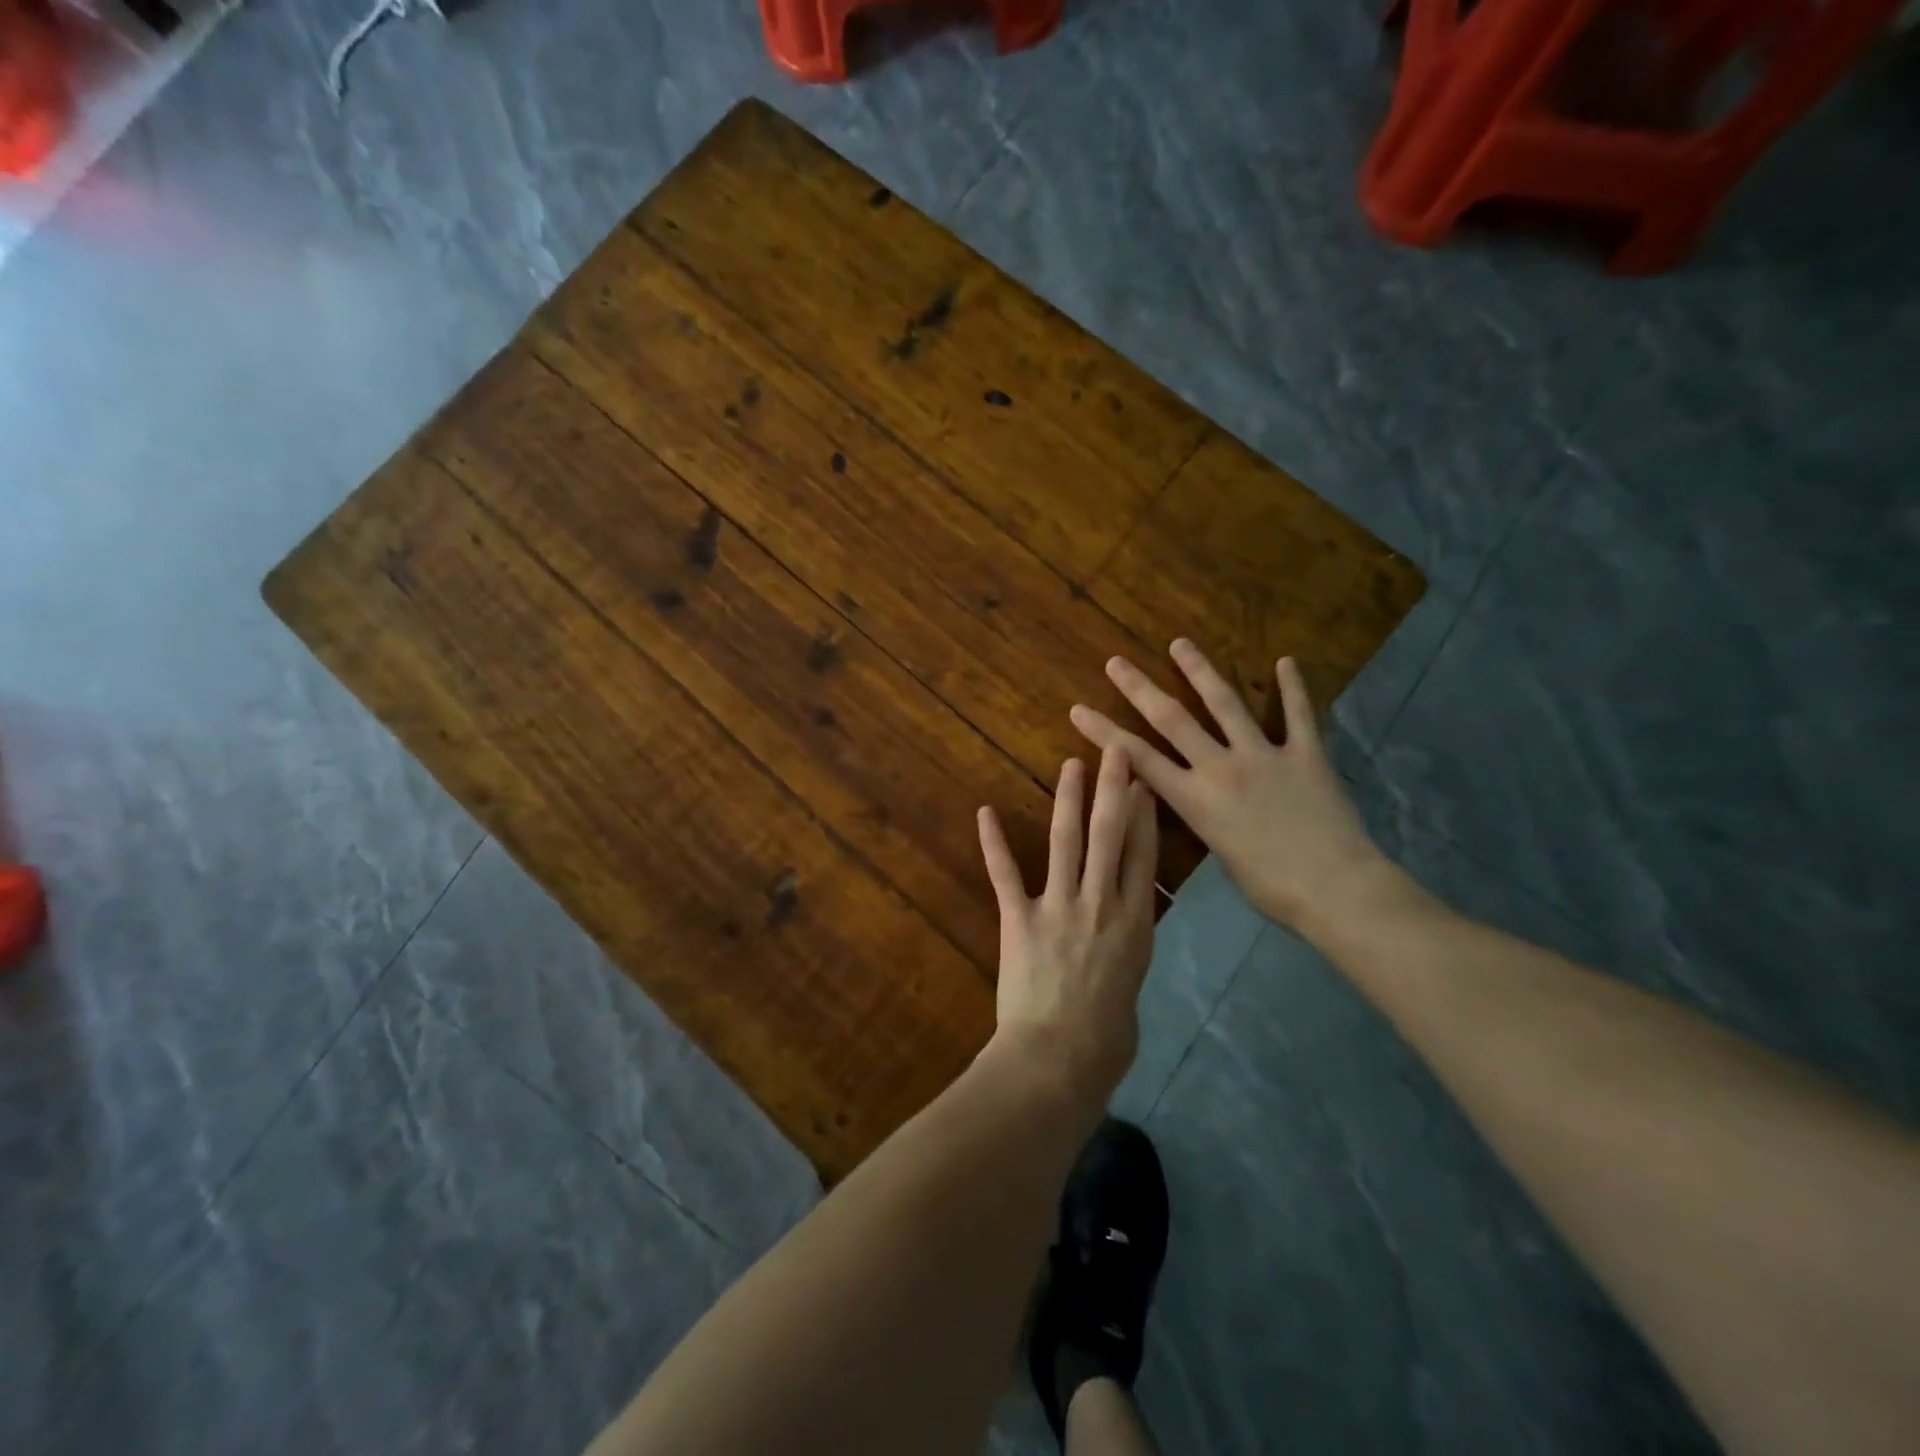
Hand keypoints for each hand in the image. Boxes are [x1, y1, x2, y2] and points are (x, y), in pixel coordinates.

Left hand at [976, 746, 1158, 1098]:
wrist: (1057, 1062)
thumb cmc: (1104, 1044)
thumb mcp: (1131, 991)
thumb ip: (1125, 956)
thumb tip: (1116, 944)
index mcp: (1135, 925)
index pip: (1143, 856)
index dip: (1145, 816)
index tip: (1145, 783)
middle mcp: (1101, 904)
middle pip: (1110, 835)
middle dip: (1114, 788)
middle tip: (1115, 750)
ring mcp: (1058, 907)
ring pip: (1065, 841)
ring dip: (1068, 799)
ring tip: (1070, 765)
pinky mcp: (1019, 919)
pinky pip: (1005, 873)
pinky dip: (993, 842)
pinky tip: (985, 812)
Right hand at [1069, 640, 1397, 937]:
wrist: (1335, 889)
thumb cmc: (1272, 888)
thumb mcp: (1221, 854)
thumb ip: (1206, 818)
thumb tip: (1202, 801)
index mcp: (1195, 800)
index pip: (1138, 758)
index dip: (1104, 732)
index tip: (1079, 709)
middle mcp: (1221, 768)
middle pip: (1172, 720)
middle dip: (1139, 689)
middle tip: (1116, 662)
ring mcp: (1263, 755)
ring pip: (1225, 704)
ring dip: (1200, 671)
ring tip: (1180, 644)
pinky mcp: (1306, 754)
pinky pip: (1299, 715)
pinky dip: (1293, 688)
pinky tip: (1286, 661)